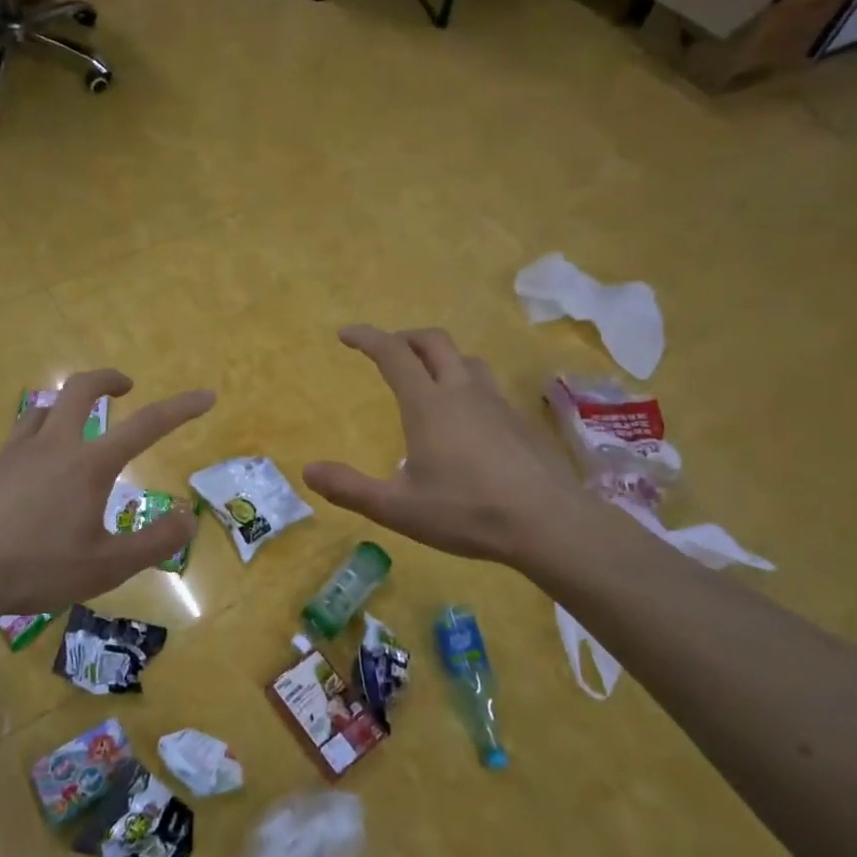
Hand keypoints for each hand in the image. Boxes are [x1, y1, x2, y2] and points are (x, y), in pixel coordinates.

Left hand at [0, 370, 214, 618]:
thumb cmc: (37, 567)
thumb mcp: (107, 566)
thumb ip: (154, 542)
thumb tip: (188, 518)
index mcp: (89, 464)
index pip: (147, 425)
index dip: (181, 408)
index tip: (206, 395)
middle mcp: (53, 446)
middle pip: (80, 388)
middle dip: (107, 378)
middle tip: (125, 386)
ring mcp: (13, 454)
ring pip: (42, 410)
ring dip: (65, 410)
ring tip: (75, 430)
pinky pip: (16, 443)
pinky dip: (34, 446)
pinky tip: (30, 481)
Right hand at [303, 326, 582, 568]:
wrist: (549, 523)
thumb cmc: (467, 512)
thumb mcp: (397, 508)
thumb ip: (350, 489)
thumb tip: (308, 470)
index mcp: (428, 404)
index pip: (393, 354)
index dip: (367, 338)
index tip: (346, 333)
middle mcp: (463, 391)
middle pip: (434, 342)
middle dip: (405, 338)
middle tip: (387, 350)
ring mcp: (497, 403)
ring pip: (466, 359)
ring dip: (440, 357)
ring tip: (427, 377)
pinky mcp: (520, 420)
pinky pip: (487, 385)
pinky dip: (466, 382)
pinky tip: (466, 416)